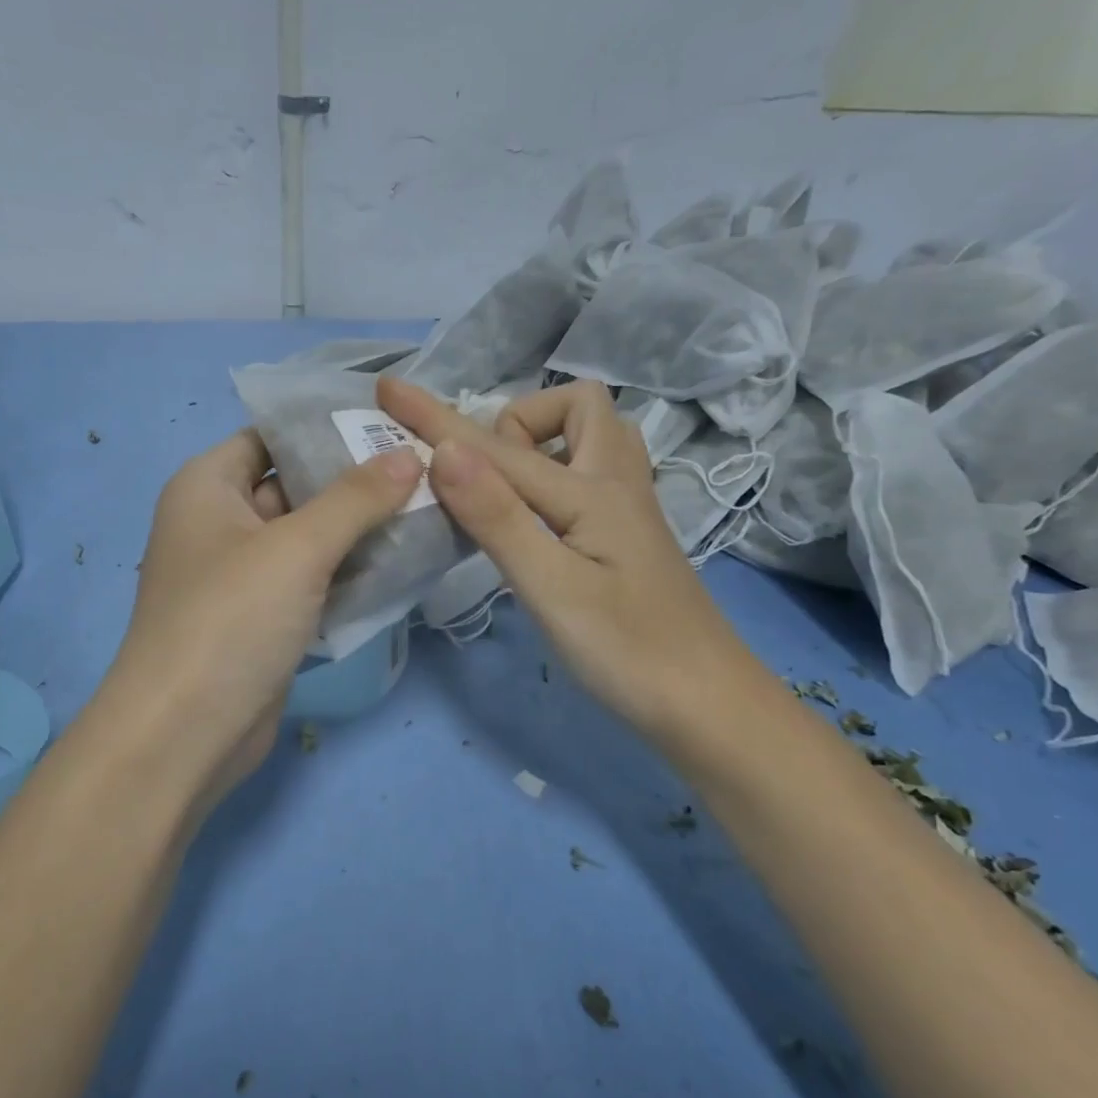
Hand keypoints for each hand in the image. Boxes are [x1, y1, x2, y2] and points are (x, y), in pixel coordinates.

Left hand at [98, 428, 422, 807]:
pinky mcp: (263, 620)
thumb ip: (356, 499)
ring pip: (309, 538)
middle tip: (425, 470)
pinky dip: (350, 574)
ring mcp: (242, 576)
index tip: (392, 425)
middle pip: (295, 486)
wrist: (186, 734)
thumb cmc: (230, 620)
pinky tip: (403, 565)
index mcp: (208, 486)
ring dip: (360, 531)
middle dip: (355, 482)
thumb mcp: (296, 548)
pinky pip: (312, 582)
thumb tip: (409, 455)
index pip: (271, 436)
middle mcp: (220, 523)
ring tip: (428, 511)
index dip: (327, 428)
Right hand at [378, 377, 747, 735]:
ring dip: (543, 444)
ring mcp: (628, 512)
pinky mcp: (628, 540)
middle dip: (517, 423)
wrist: (709, 708)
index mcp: (592, 492)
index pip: (497, 448)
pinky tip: (535, 522)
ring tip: (507, 493)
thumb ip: (498, 517)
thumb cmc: (628, 653)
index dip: (437, 419)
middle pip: (576, 408)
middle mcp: (616, 485)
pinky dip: (553, 478)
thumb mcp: (552, 588)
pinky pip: (589, 478)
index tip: (389, 389)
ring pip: (591, 441)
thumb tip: (444, 449)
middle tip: (486, 479)